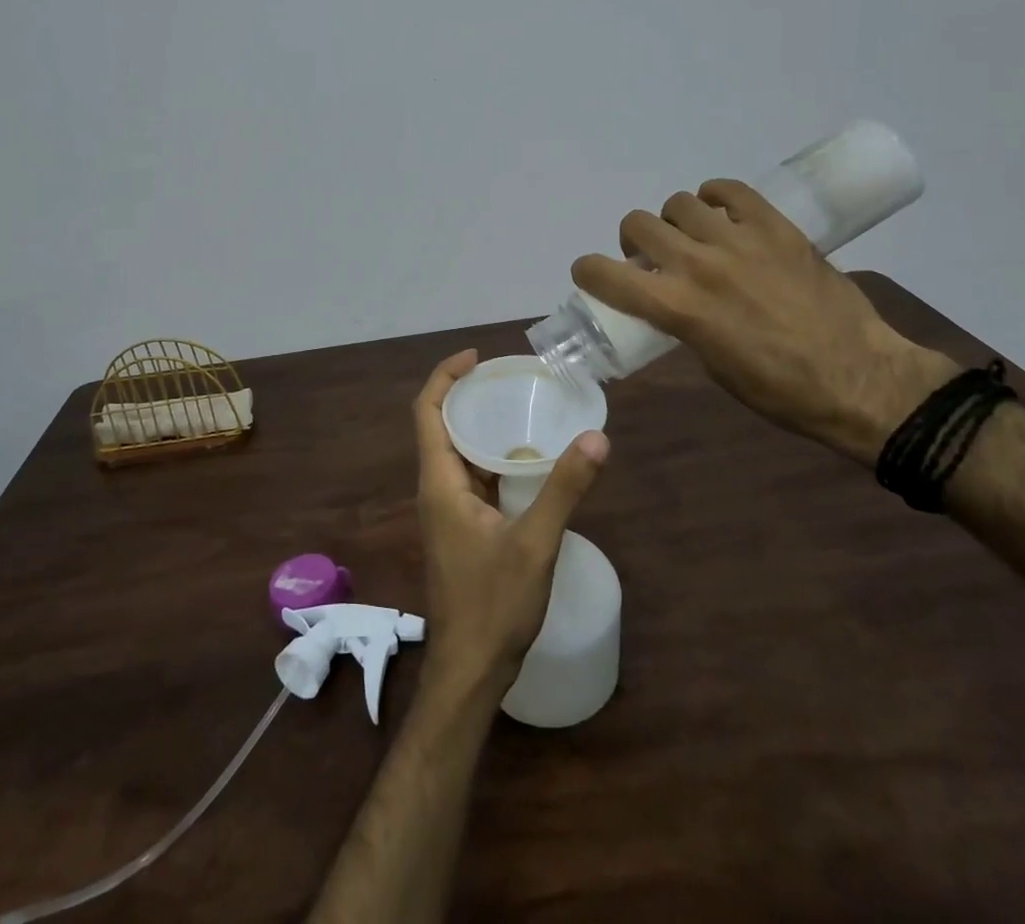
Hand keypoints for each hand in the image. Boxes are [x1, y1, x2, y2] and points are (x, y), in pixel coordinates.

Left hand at [412, 350, 607, 704]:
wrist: (470, 670)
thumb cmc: (493, 605)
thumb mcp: (535, 544)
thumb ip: (564, 489)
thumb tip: (596, 437)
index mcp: (439, 483)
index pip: (428, 411)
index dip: (445, 376)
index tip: (477, 356)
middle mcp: (436, 489)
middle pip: (441, 426)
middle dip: (468, 395)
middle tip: (509, 378)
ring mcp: (446, 512)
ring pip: (458, 455)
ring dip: (482, 428)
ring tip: (522, 408)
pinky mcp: (461, 529)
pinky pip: (472, 479)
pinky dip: (493, 460)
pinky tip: (528, 462)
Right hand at [571, 182, 953, 463]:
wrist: (860, 378)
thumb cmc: (780, 389)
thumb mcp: (711, 364)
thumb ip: (681, 322)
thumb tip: (670, 299)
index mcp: (679, 308)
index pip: (605, 274)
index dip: (587, 270)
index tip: (592, 273)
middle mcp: (699, 266)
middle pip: (638, 225)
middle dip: (634, 241)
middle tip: (652, 257)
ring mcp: (739, 240)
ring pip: (680, 203)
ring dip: (676, 221)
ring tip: (694, 237)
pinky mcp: (776, 226)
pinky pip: (730, 191)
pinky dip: (716, 198)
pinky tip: (723, 215)